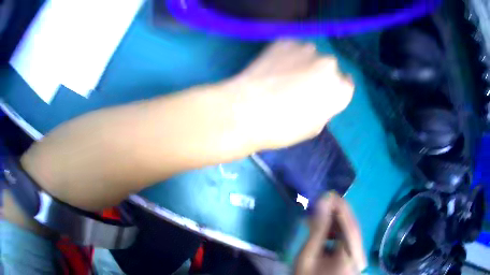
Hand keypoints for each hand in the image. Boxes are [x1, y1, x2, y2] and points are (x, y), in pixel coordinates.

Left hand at [231, 40, 353, 149]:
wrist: (246, 110)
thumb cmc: (282, 127)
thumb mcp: (313, 128)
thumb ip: (324, 109)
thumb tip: (320, 99)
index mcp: (339, 90)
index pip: (346, 85)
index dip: (333, 89)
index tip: (323, 92)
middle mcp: (329, 65)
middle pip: (329, 67)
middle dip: (319, 74)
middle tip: (300, 85)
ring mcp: (307, 50)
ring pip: (310, 55)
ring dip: (303, 62)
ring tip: (283, 75)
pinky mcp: (285, 42)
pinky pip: (292, 48)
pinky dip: (286, 55)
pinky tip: (273, 67)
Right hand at [295, 192, 366, 274]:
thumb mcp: (307, 256)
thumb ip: (317, 229)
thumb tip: (323, 202)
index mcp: (350, 255)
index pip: (349, 226)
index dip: (340, 208)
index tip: (328, 193)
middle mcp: (359, 254)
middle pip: (352, 228)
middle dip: (337, 214)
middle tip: (322, 202)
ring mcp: (357, 256)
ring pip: (350, 233)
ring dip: (336, 223)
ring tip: (319, 216)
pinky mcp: (353, 257)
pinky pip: (347, 240)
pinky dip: (336, 233)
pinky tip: (324, 231)